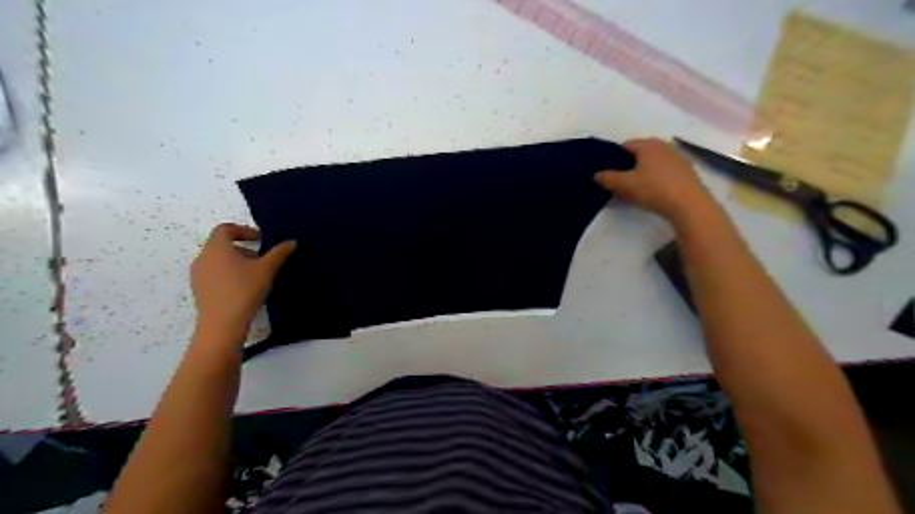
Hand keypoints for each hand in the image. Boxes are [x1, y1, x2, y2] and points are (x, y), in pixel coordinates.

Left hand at [190, 224, 295, 339]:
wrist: (222, 323)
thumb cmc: (244, 289)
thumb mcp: (267, 269)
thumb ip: (279, 252)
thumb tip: (292, 241)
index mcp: (216, 247)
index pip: (226, 228)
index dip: (244, 230)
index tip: (262, 240)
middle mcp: (203, 257)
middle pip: (222, 244)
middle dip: (244, 248)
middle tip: (263, 259)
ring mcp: (198, 274)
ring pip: (219, 260)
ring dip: (237, 262)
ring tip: (256, 275)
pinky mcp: (199, 289)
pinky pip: (215, 274)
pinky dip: (229, 274)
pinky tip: (244, 288)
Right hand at [599, 137, 717, 222]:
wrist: (689, 204)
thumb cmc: (654, 189)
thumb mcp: (625, 185)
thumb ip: (608, 178)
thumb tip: (597, 174)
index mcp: (648, 144)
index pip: (625, 145)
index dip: (614, 158)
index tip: (609, 173)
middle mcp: (663, 145)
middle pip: (640, 153)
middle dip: (629, 165)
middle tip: (620, 182)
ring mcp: (678, 157)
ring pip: (653, 162)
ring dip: (643, 172)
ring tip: (637, 189)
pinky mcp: (687, 171)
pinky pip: (665, 170)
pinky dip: (657, 177)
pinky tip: (654, 192)